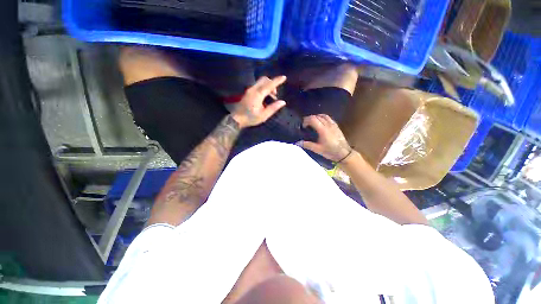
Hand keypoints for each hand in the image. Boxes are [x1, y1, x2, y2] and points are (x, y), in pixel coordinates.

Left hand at [231, 76, 286, 127]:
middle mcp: (253, 89)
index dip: (277, 80)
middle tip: (275, 94)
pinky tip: (264, 97)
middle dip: (272, 83)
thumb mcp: (264, 115)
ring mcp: (249, 90)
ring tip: (271, 97)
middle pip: (264, 79)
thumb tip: (283, 102)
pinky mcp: (248, 92)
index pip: (270, 85)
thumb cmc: (251, 118)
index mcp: (258, 94)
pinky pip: (257, 85)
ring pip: (260, 82)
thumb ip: (273, 108)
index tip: (284, 77)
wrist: (237, 119)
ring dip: (268, 86)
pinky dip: (263, 87)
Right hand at [299, 114, 351, 161]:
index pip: (313, 119)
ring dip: (316, 117)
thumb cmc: (330, 151)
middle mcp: (328, 125)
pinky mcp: (336, 126)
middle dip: (309, 118)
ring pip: (323, 115)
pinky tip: (321, 123)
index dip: (306, 120)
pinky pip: (328, 118)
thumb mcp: (317, 149)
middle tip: (305, 125)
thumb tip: (297, 143)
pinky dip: (323, 118)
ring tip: (312, 123)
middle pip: (317, 116)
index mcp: (322, 130)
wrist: (344, 153)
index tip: (303, 126)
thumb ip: (307, 145)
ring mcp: (333, 124)